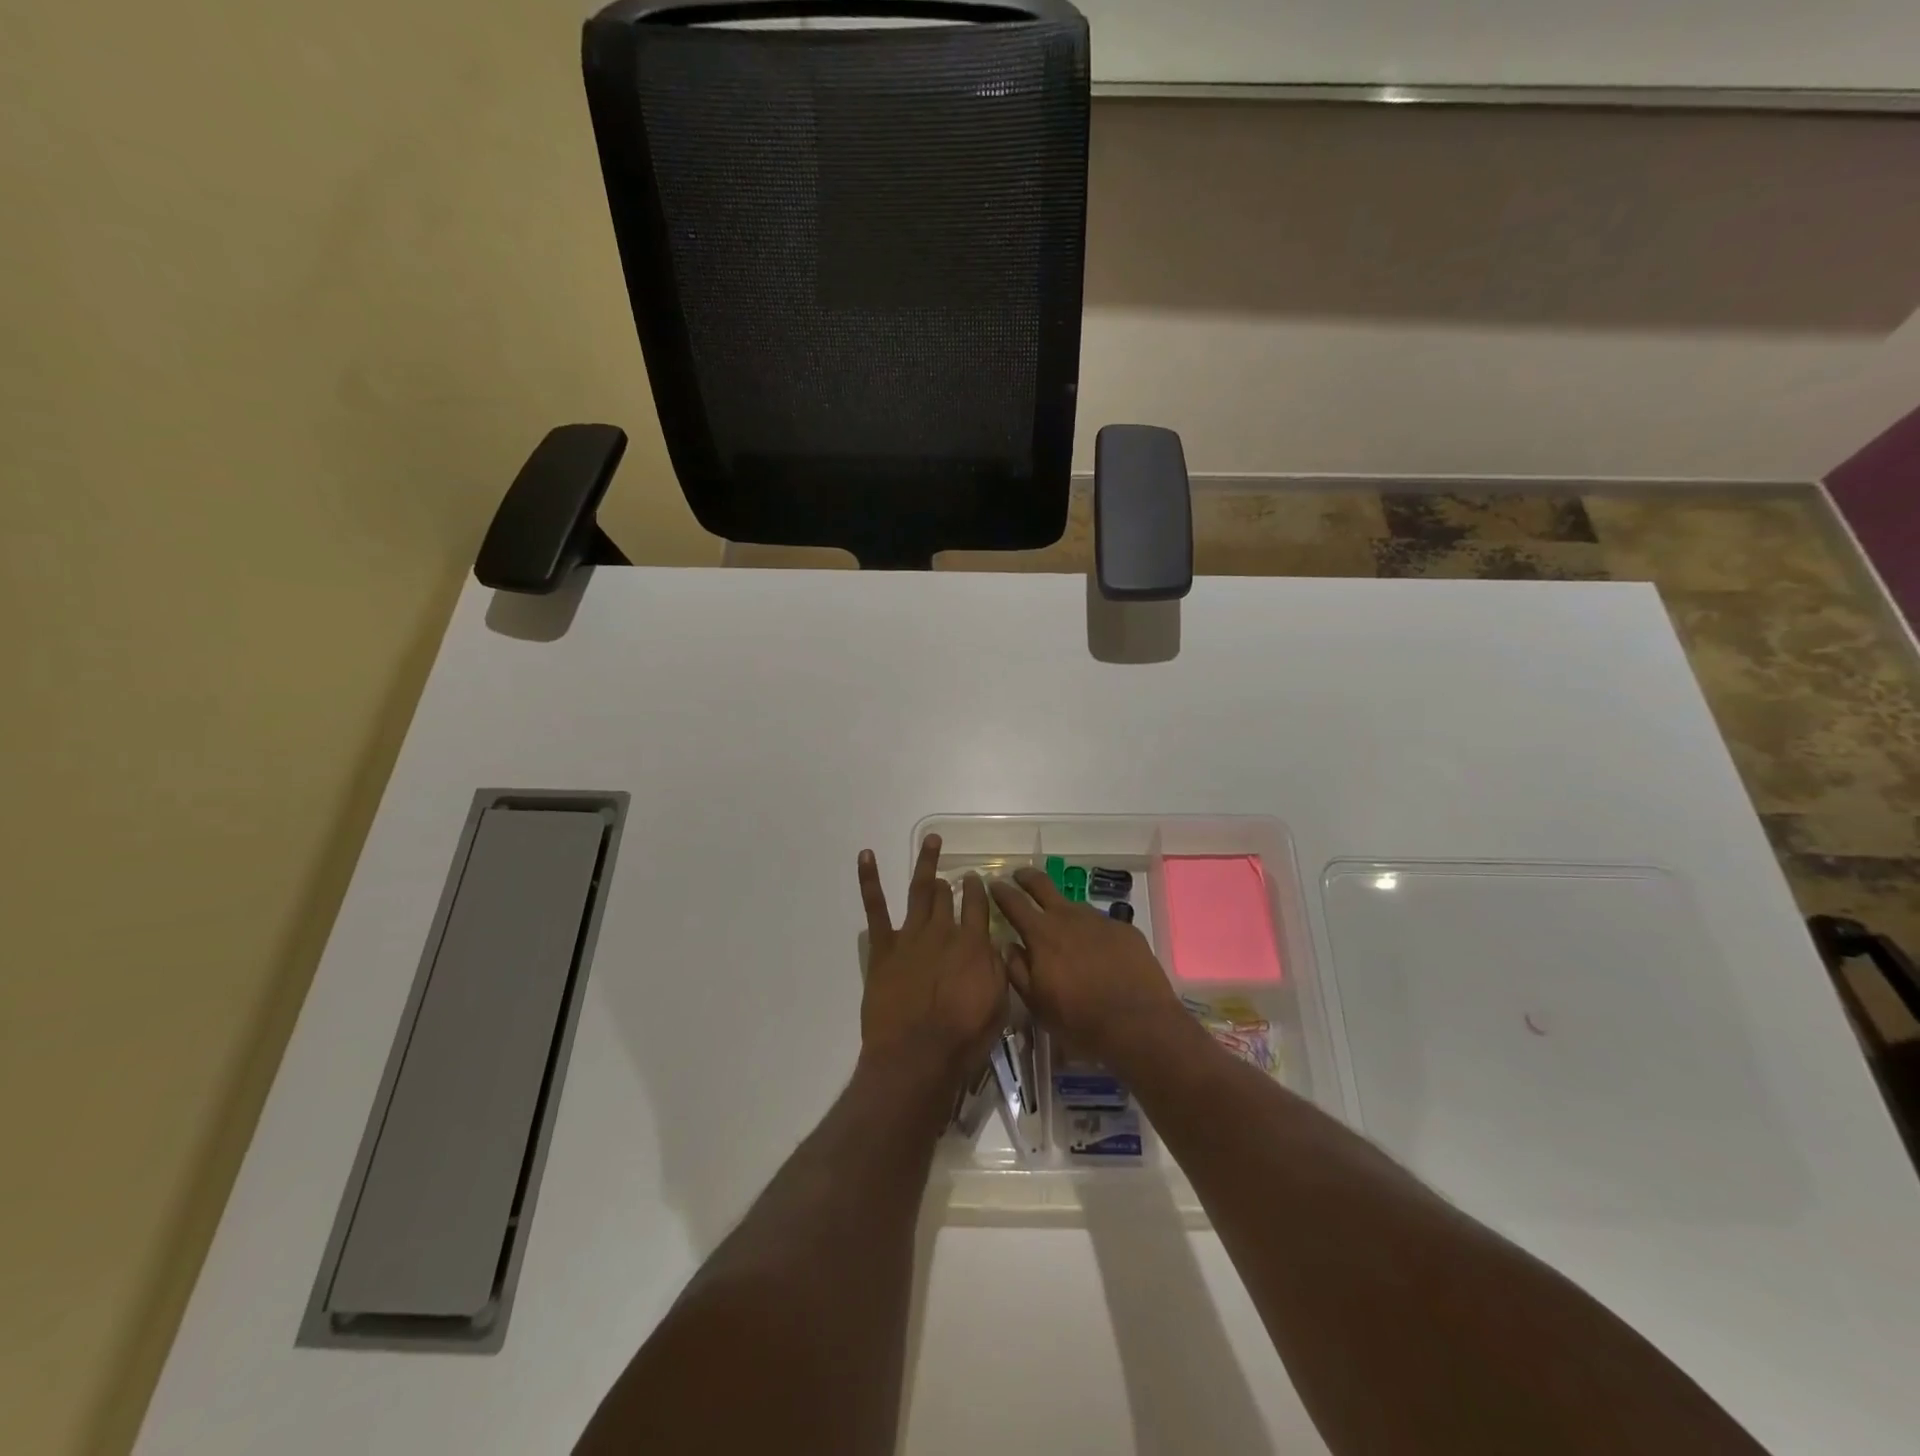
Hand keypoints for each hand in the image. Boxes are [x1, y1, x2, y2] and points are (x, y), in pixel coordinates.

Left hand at [857, 834, 1008, 1093]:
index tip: (979, 880)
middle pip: (949, 897)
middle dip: (953, 883)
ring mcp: (911, 935)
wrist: (917, 1056)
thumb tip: (996, 945)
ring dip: (926, 864)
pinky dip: (870, 879)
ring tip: (931, 841)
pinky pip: (875, 907)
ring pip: (920, 891)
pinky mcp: (884, 947)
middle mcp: (944, 931)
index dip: (979, 890)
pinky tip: (866, 855)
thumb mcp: (998, 1005)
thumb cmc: (963, 1038)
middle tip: (954, 876)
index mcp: (974, 944)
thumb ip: (997, 969)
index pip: (979, 905)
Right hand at [989, 867, 1189, 1073]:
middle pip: (1043, 885)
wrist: (1139, 1024)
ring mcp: (1099, 920)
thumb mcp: (1037, 1004)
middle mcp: (1069, 917)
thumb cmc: (1080, 1020)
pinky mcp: (1125, 929)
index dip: (1001, 891)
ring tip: (1061, 924)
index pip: (1014, 903)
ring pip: (1073, 905)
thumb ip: (1018, 970)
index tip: (993, 883)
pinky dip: (1091, 930)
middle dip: (1027, 877)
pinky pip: (1100, 924)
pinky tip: (1096, 949)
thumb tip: (1009, 946)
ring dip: (1062, 909)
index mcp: (1042, 934)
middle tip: (1019, 875)